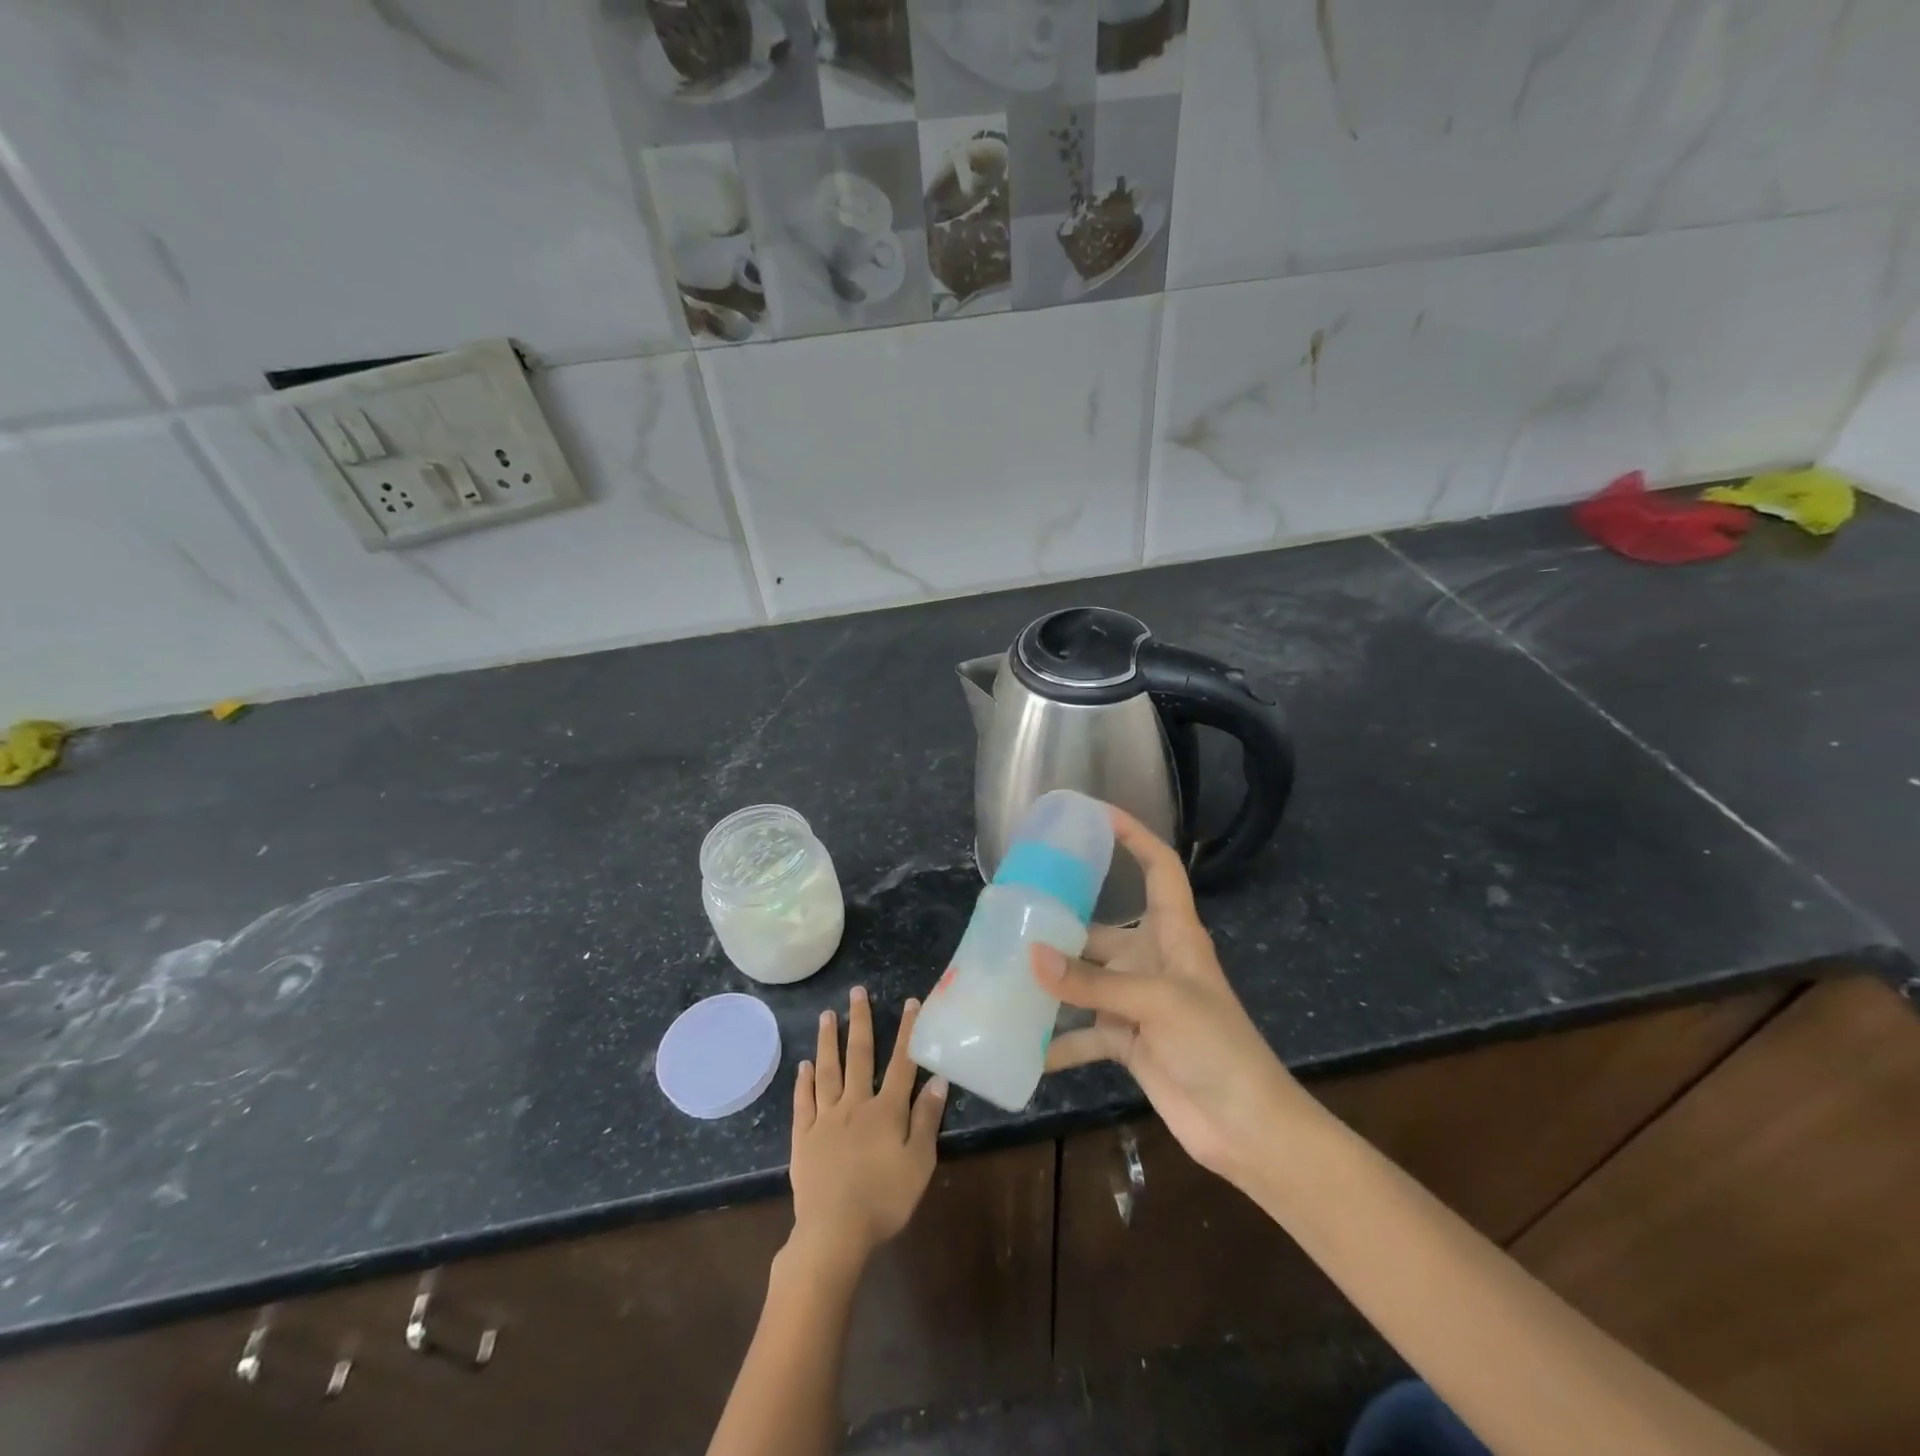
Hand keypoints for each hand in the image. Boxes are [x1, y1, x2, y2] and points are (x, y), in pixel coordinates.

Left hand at [788, 988, 947, 1272]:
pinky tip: (804, 1066)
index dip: (908, 1032)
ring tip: (826, 1016)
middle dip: (860, 1022)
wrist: (834, 1232)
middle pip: (859, 1056)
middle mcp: (855, 1104)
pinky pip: (804, 1102)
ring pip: (827, 1071)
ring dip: (828, 1041)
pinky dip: (804, 1082)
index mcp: (886, 1110)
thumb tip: (938, 1079)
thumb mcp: (919, 1163)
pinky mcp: (804, 1138)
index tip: (911, 1002)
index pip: (902, 1063)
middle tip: (856, 992)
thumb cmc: (884, 1200)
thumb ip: (926, 1119)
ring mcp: (826, 1119)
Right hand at [1032, 807, 1300, 1184]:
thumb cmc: (1215, 1045)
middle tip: (1015, 912)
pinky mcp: (1128, 1040)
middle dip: (1064, 922)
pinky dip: (1058, 1042)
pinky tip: (1023, 1046)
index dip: (1135, 836)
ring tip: (1005, 972)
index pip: (1159, 868)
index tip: (1096, 815)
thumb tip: (1031, 957)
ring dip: (1053, 982)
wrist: (1245, 1126)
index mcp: (1175, 934)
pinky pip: (1084, 1033)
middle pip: (1103, 927)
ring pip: (1086, 980)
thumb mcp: (1157, 1003)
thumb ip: (1092, 982)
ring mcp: (1139, 1001)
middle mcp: (1153, 960)